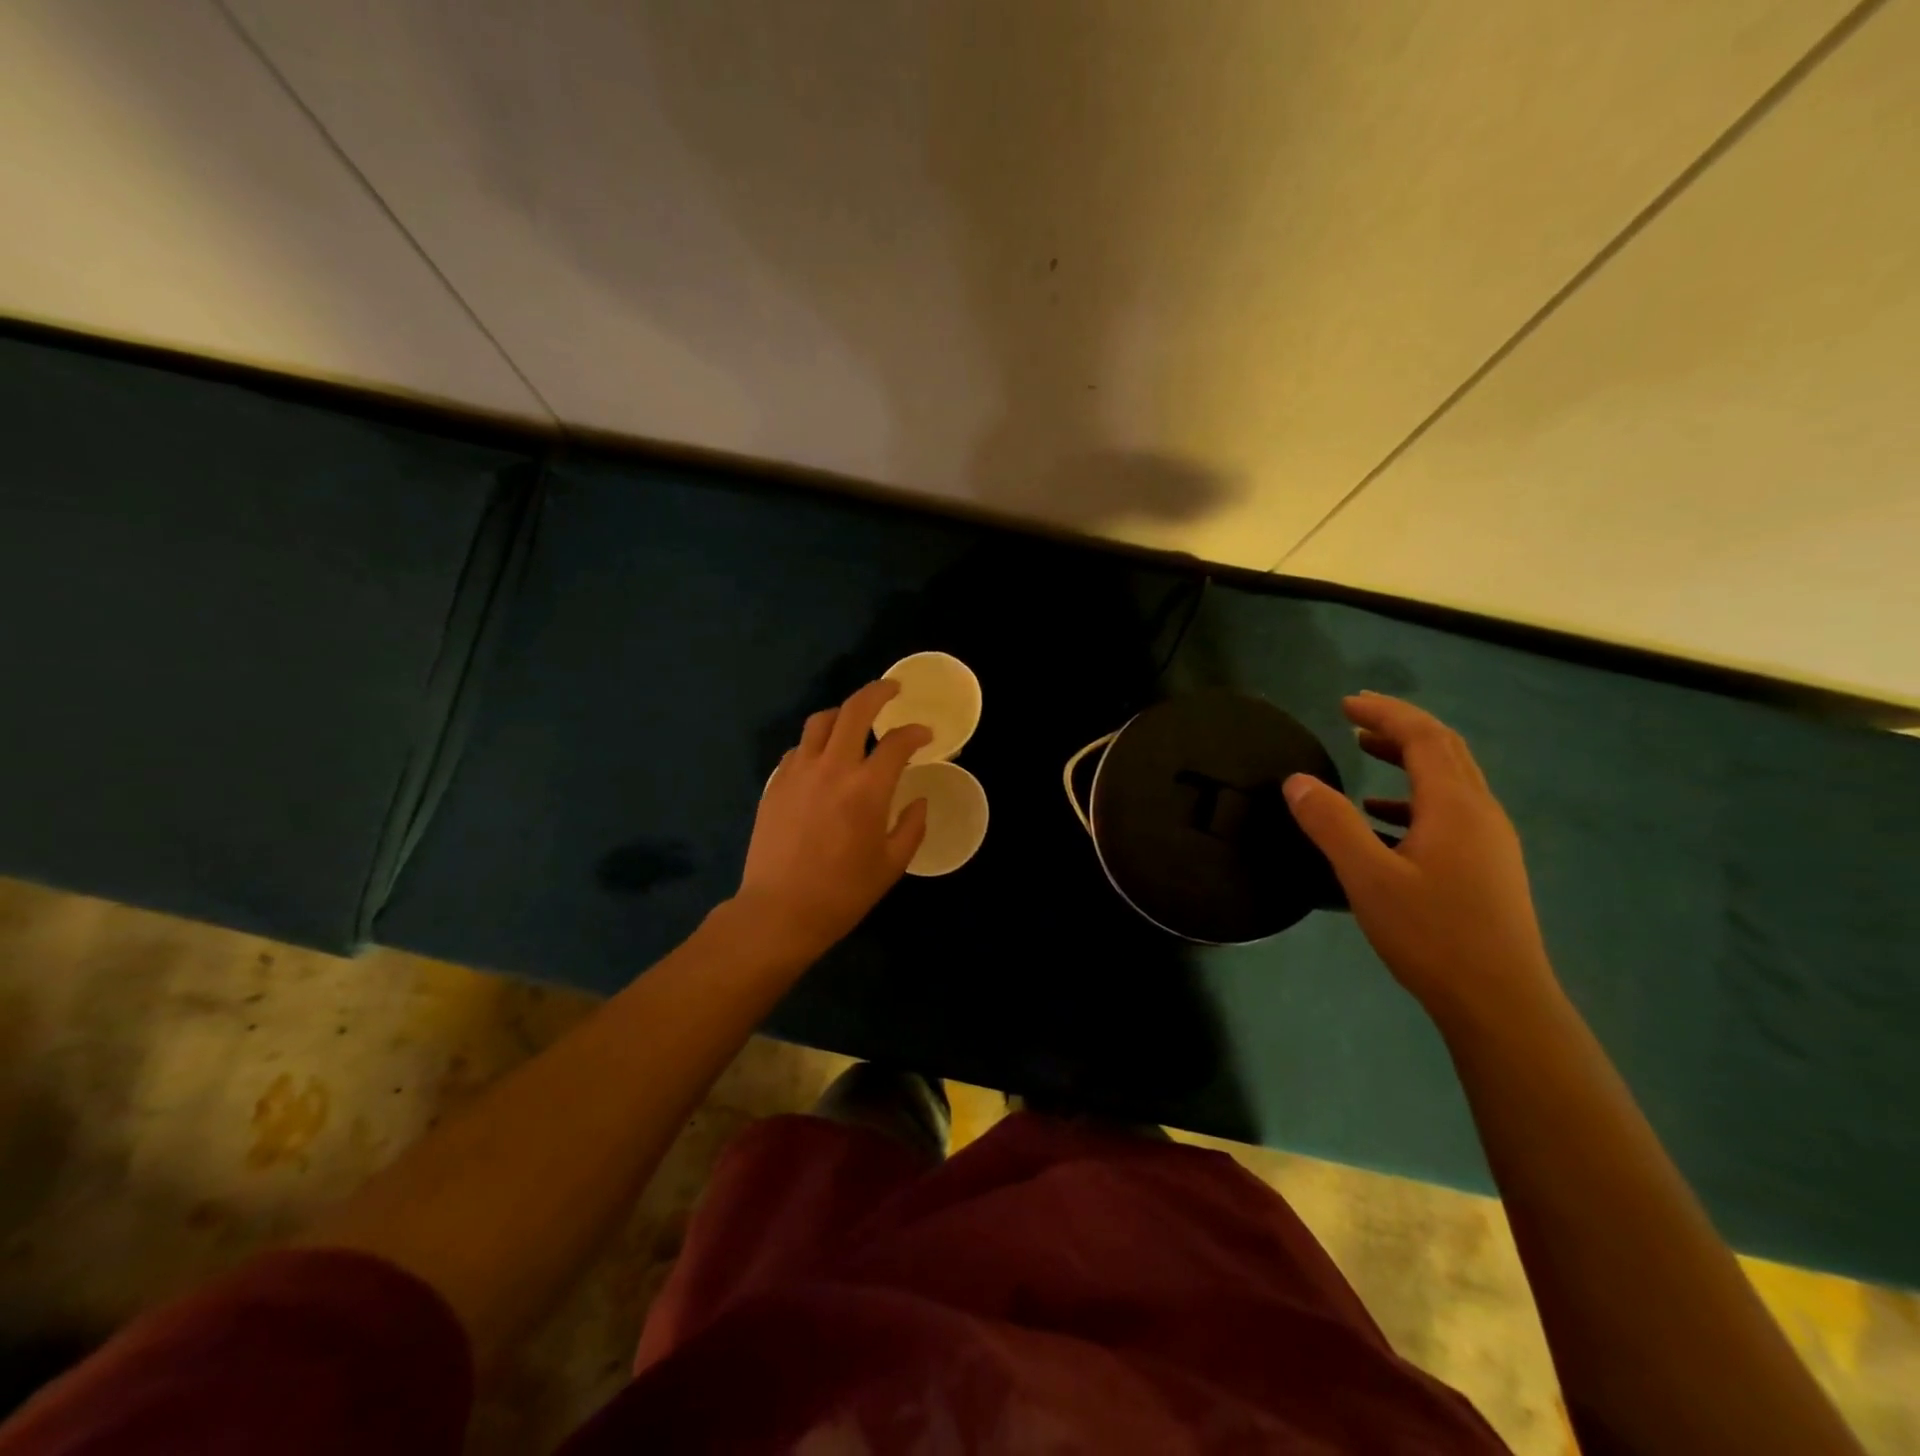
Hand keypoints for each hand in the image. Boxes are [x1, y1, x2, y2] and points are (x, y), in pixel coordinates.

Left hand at [736, 680, 931, 959]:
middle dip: (878, 692)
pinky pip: (798, 748)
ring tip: (854, 721)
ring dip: (842, 713)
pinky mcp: (775, 783)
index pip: (897, 742)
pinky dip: (816, 743)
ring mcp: (798, 772)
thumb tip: (918, 800)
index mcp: (867, 788)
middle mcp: (832, 767)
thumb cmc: (843, 893)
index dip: (915, 732)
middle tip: (892, 690)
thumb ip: (912, 826)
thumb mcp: (892, 865)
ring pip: (820, 721)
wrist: (779, 912)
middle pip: (854, 710)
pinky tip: (823, 759)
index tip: (924, 734)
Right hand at [1283, 692, 1559, 1028]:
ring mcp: (1490, 841)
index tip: (1345, 704)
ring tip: (1365, 752)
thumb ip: (1331, 824)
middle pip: (1444, 749)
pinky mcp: (1488, 867)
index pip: (1423, 737)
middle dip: (1399, 726)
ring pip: (1450, 779)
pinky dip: (1413, 797)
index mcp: (1455, 805)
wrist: (1501, 1003)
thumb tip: (1297, 780)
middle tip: (1355, 717)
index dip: (1384, 713)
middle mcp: (1481, 813)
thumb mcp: (1368, 877)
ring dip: (1408, 758)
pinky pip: (1450, 811)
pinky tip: (1384, 818)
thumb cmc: (1432, 935)